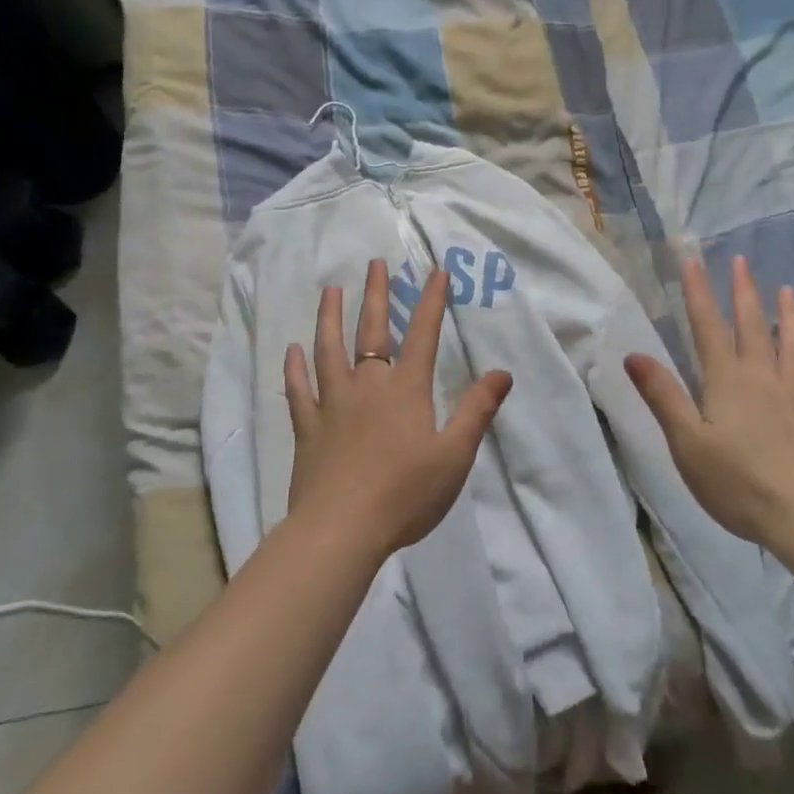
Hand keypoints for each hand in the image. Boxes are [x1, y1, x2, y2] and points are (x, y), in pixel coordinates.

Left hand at [284, 260, 511, 558]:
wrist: (342, 530)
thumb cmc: (406, 494)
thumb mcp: (455, 455)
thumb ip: (477, 411)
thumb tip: (502, 372)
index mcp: (406, 390)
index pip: (423, 335)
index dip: (431, 301)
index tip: (435, 271)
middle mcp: (368, 386)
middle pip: (372, 331)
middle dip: (376, 295)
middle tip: (374, 263)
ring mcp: (332, 405)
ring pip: (328, 351)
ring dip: (330, 318)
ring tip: (330, 291)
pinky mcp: (308, 429)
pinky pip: (299, 391)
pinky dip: (294, 369)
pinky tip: (291, 351)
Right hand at [624, 255, 793, 545]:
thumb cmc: (738, 484)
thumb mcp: (686, 443)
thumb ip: (663, 396)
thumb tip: (633, 354)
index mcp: (727, 382)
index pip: (707, 328)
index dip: (698, 293)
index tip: (692, 261)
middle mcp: (764, 380)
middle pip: (753, 328)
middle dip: (744, 293)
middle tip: (742, 262)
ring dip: (792, 318)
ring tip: (790, 291)